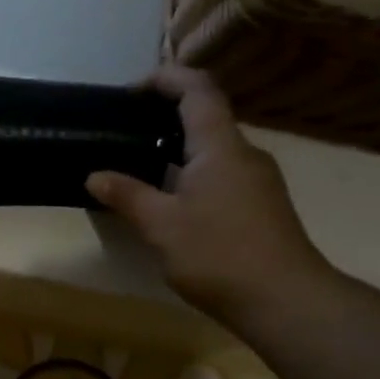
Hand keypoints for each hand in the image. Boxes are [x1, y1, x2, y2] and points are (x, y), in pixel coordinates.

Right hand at [86, 66, 331, 327]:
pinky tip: (169, 199)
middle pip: (206, 116)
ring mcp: (256, 180)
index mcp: (220, 147)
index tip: (131, 91)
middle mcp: (244, 154)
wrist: (284, 300)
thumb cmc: (219, 254)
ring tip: (138, 165)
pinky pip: (221, 172)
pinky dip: (191, 171)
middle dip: (164, 115)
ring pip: (213, 148)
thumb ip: (127, 195)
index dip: (166, 78)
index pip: (198, 90)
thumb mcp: (161, 225)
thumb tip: (95, 176)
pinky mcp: (260, 205)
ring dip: (177, 147)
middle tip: (124, 131)